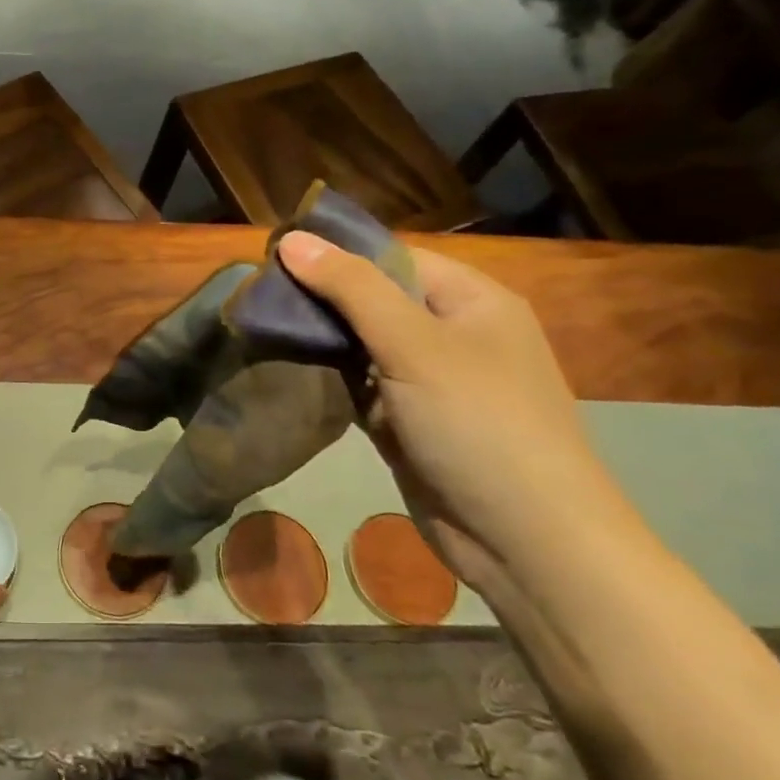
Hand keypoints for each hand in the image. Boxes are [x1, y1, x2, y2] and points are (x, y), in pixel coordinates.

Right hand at [277, 232, 629, 584]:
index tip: (270, 258)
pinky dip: (328, 379)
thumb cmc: (478, 424)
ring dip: (318, 340)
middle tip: (254, 298)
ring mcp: (429, 380)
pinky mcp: (408, 420)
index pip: (390, 257)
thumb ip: (351, 288)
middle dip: (318, 299)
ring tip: (257, 327)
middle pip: (372, 299)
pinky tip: (285, 369)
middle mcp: (451, 333)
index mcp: (470, 300)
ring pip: (360, 344)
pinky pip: (359, 385)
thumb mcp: (413, 344)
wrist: (524, 541)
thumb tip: (290, 238)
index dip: (333, 254)